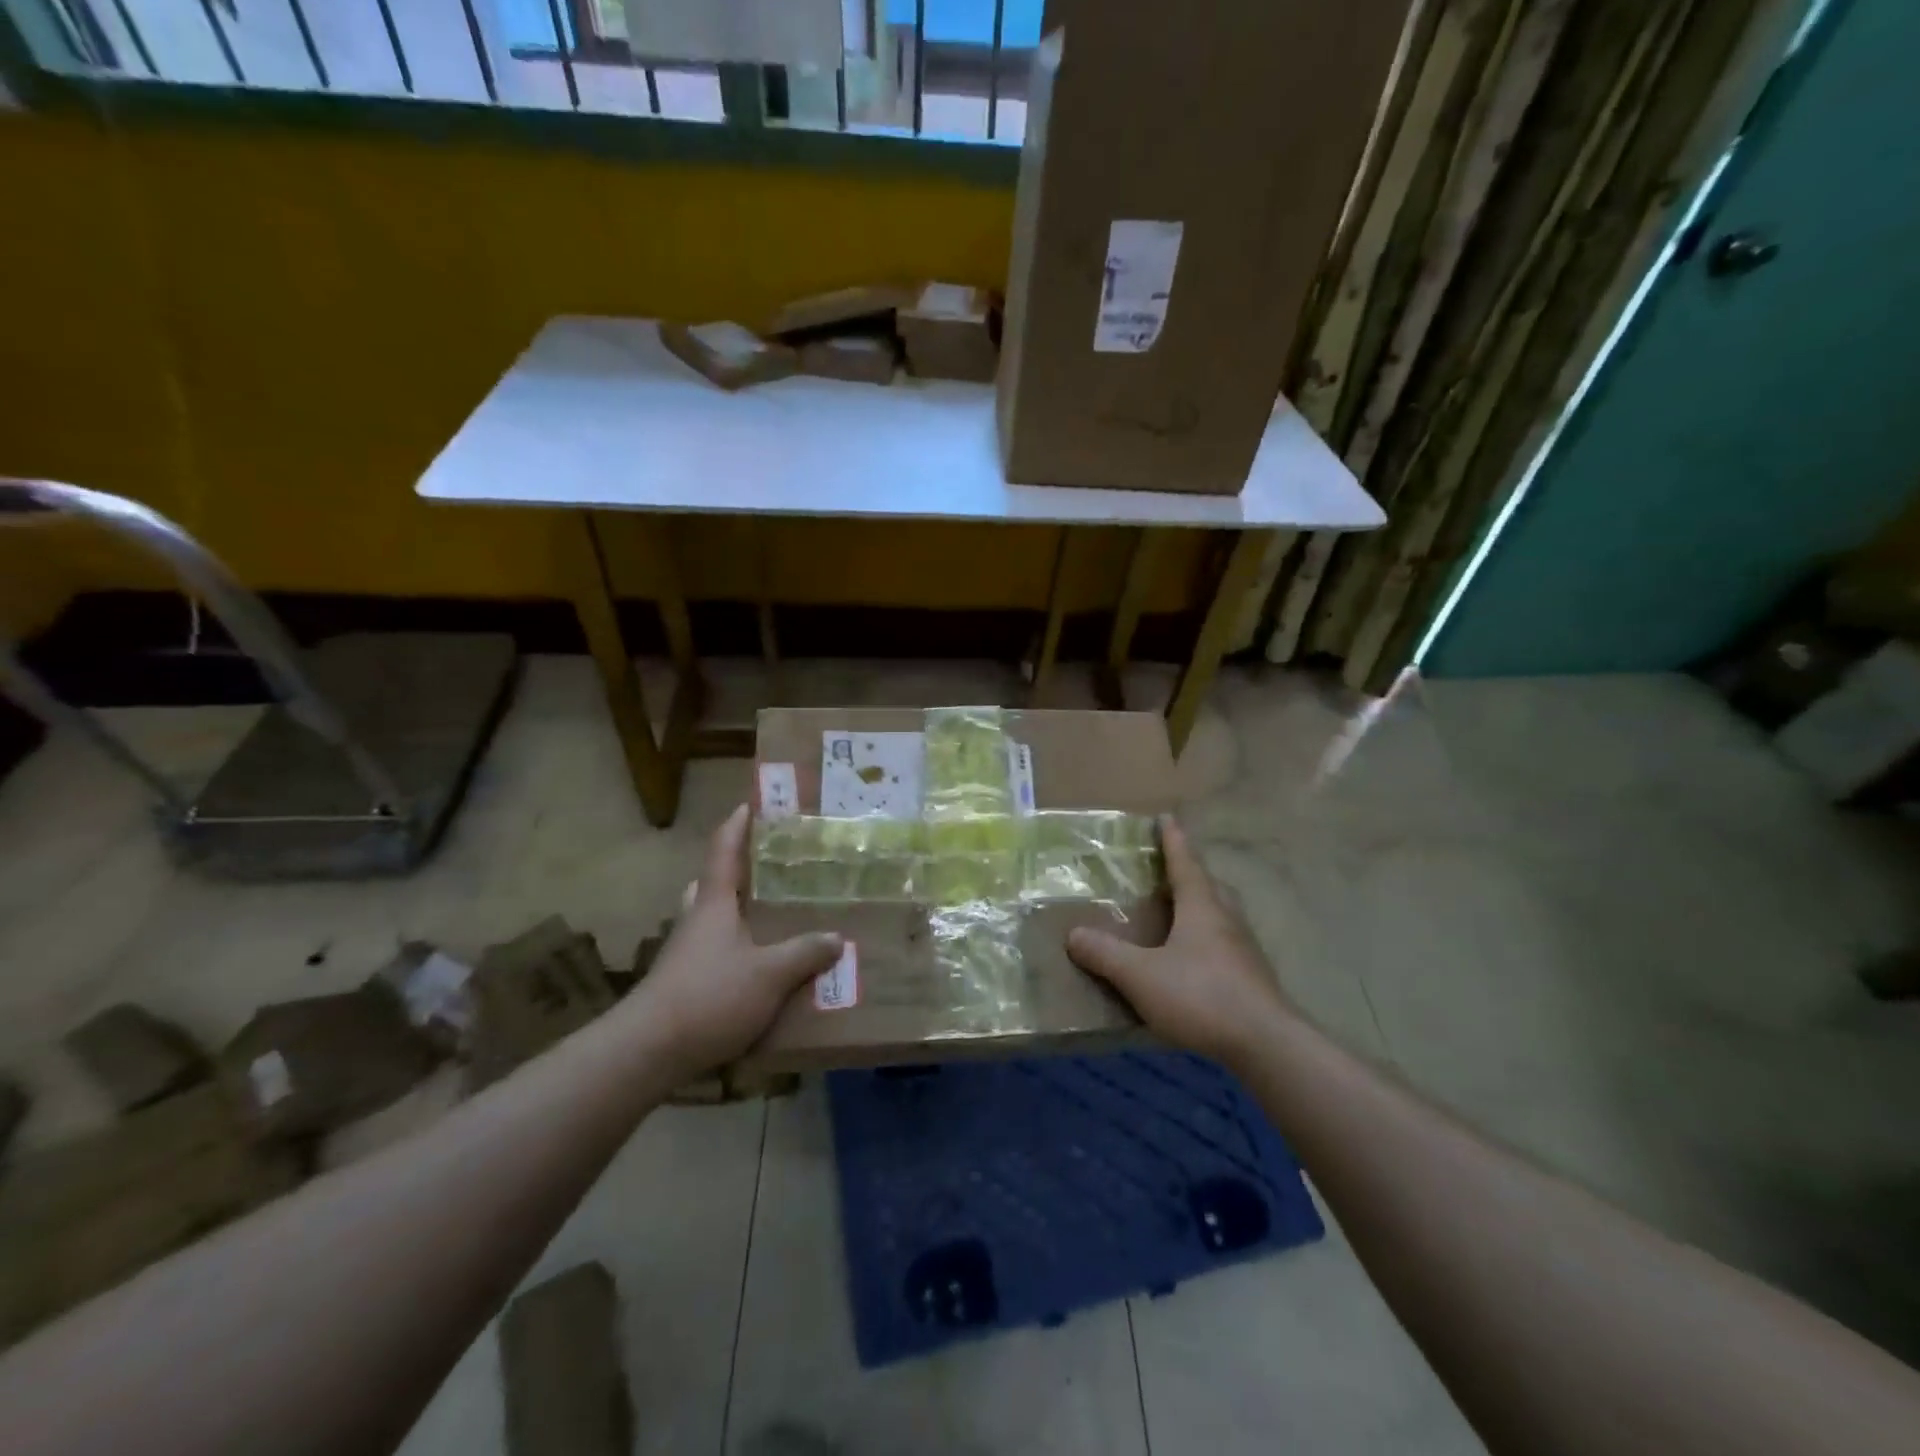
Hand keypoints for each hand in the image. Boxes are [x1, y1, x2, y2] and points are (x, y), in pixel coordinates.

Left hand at [625, 804, 842, 1080]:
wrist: (648, 1052)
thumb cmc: (710, 997)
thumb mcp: (770, 975)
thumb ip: (804, 953)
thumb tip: (836, 937)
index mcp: (714, 905)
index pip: (723, 853)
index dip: (736, 827)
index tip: (748, 805)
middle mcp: (696, 922)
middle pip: (711, 885)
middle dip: (733, 871)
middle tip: (764, 866)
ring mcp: (685, 955)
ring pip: (708, 920)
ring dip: (731, 912)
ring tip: (765, 915)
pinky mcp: (682, 985)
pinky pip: (712, 954)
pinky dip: (732, 949)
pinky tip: (756, 968)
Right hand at [1066, 816, 1292, 1068]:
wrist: (1266, 1043)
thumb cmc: (1201, 995)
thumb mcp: (1141, 975)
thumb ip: (1106, 954)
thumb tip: (1073, 935)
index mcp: (1202, 907)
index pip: (1185, 863)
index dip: (1173, 841)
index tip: (1166, 818)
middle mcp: (1227, 919)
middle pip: (1210, 885)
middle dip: (1191, 873)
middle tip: (1171, 870)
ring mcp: (1245, 949)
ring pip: (1222, 914)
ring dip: (1203, 905)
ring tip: (1182, 912)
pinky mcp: (1253, 977)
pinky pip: (1227, 943)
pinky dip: (1210, 939)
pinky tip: (1197, 959)